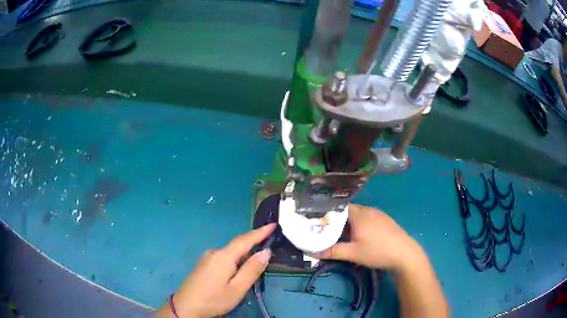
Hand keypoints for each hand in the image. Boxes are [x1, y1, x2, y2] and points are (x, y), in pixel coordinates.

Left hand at [157, 223, 274, 317]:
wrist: (185, 307)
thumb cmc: (213, 299)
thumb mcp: (237, 289)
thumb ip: (251, 270)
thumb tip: (266, 251)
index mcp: (223, 256)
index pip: (245, 240)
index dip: (260, 232)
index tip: (274, 224)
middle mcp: (214, 253)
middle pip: (237, 246)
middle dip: (253, 246)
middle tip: (268, 253)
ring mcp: (206, 258)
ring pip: (230, 254)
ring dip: (243, 257)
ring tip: (254, 267)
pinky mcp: (203, 265)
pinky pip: (223, 259)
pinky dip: (234, 261)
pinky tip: (236, 273)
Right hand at [313, 204, 422, 269]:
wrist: (405, 254)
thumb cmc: (377, 251)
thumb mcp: (353, 253)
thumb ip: (332, 251)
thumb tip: (312, 252)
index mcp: (359, 214)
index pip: (339, 207)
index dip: (328, 214)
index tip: (319, 222)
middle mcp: (369, 210)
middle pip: (349, 211)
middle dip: (338, 220)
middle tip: (328, 231)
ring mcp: (379, 214)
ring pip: (359, 214)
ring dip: (350, 222)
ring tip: (342, 234)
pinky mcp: (386, 220)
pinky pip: (368, 218)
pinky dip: (360, 224)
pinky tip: (361, 235)